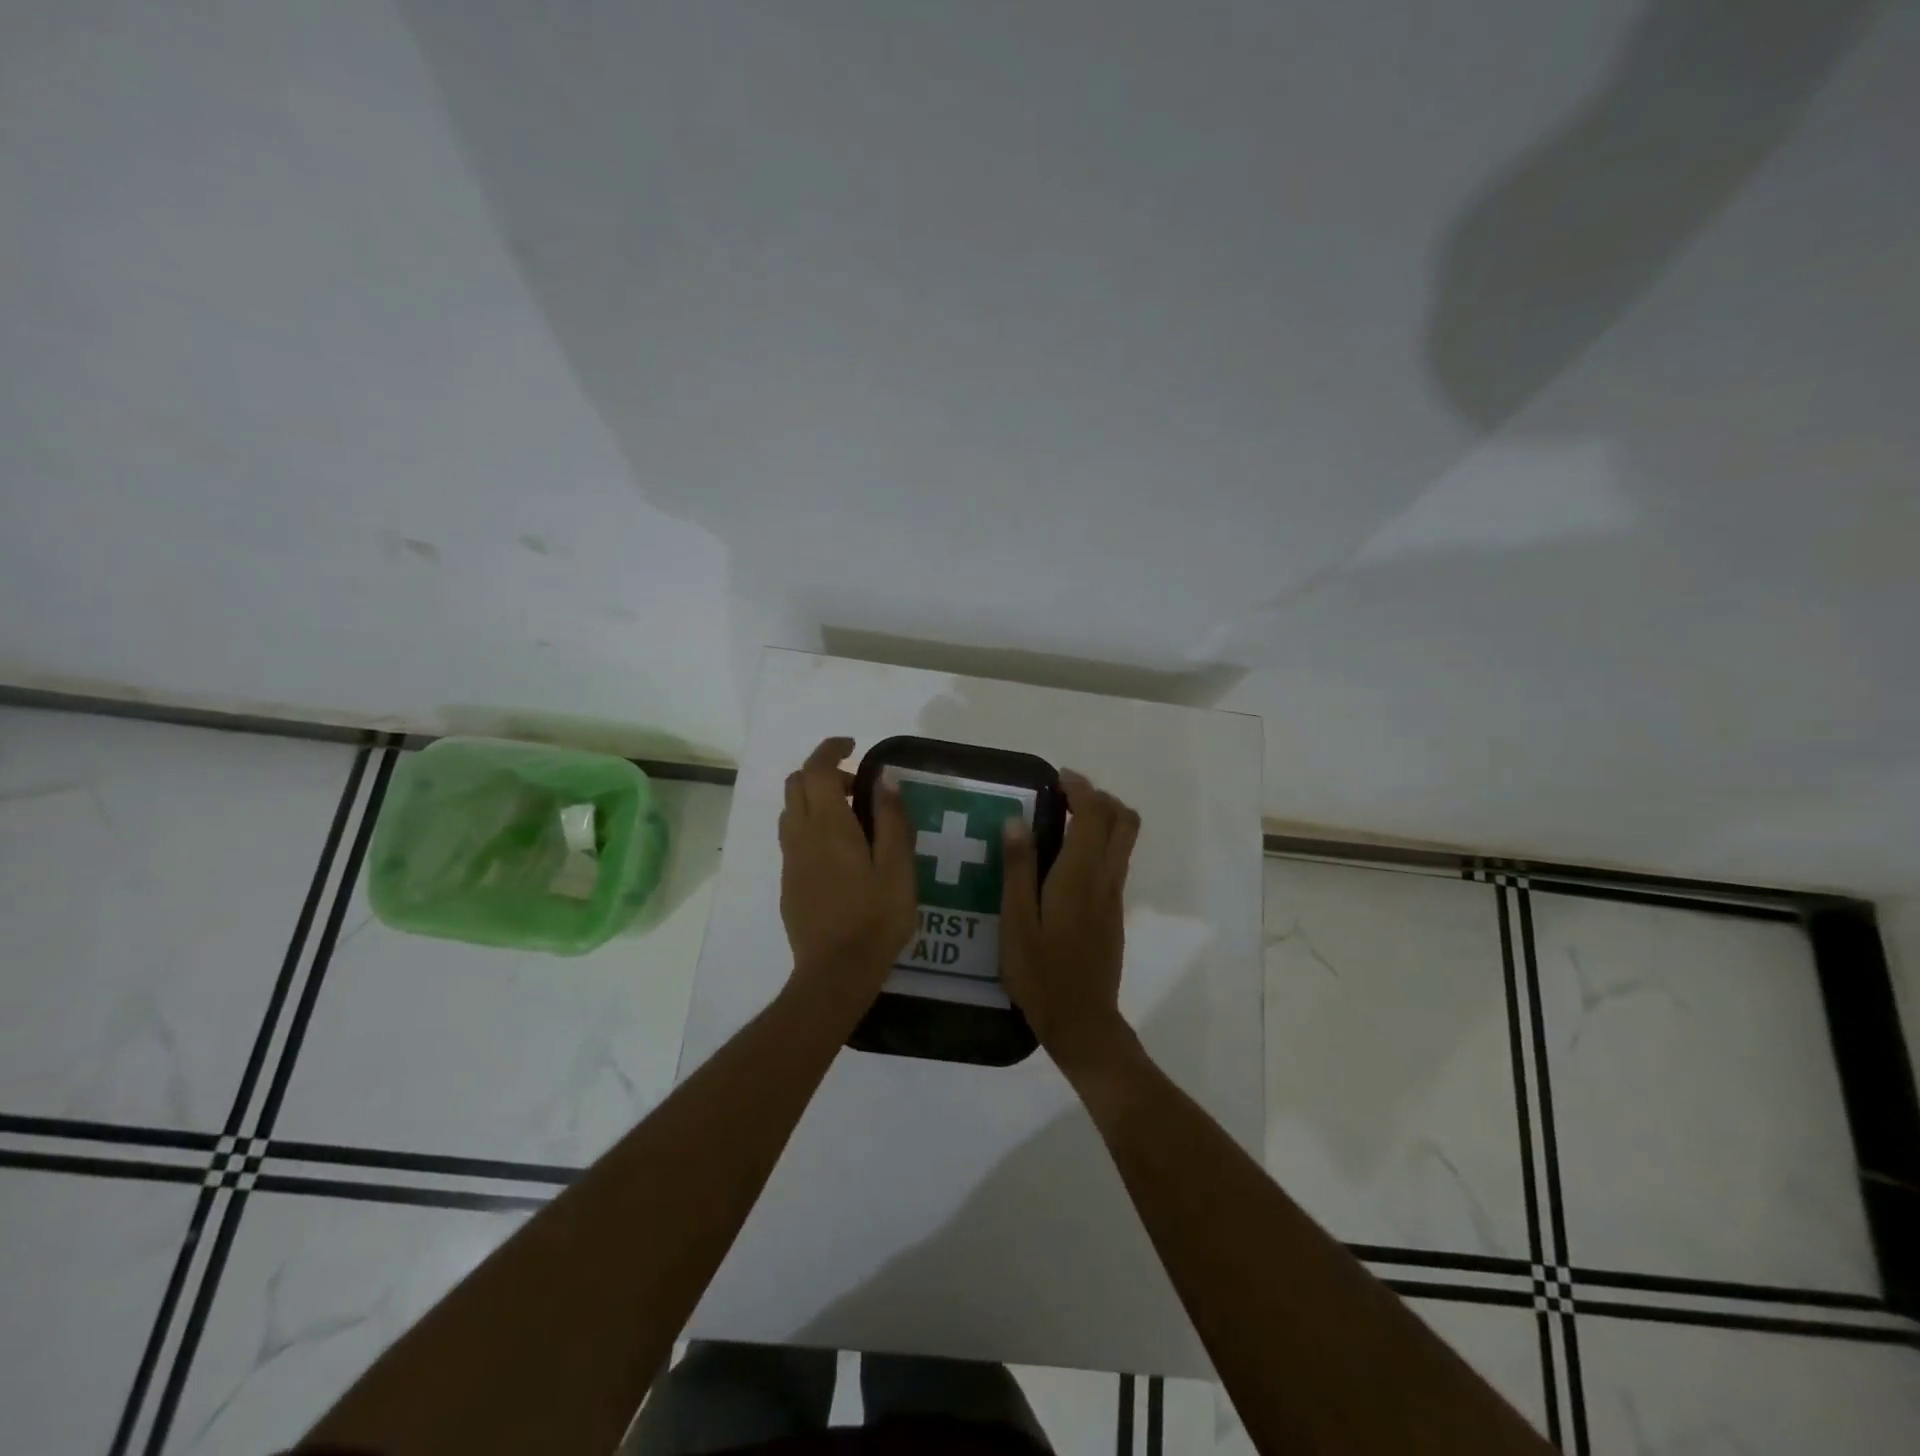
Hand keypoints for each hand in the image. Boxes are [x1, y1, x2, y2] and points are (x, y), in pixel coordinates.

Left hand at [778, 737, 917, 1007]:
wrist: (835, 972)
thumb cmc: (875, 918)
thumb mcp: (898, 868)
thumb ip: (892, 820)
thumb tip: (883, 780)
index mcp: (829, 826)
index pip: (816, 769)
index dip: (831, 749)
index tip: (853, 747)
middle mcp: (801, 835)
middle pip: (797, 784)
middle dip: (823, 773)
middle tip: (859, 788)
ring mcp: (791, 860)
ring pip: (791, 810)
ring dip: (816, 799)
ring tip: (853, 820)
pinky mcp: (789, 882)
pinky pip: (794, 837)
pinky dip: (812, 825)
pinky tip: (841, 854)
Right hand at [1000, 771, 1139, 1073]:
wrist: (1082, 1021)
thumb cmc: (1041, 973)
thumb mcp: (1016, 921)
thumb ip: (1018, 868)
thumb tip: (1016, 820)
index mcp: (1079, 875)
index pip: (1094, 814)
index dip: (1080, 788)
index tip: (1057, 779)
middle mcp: (1105, 878)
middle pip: (1124, 821)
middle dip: (1100, 798)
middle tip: (1065, 797)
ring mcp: (1114, 896)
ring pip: (1124, 840)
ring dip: (1103, 819)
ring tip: (1063, 822)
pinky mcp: (1114, 912)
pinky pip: (1115, 861)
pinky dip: (1099, 843)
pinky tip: (1065, 861)